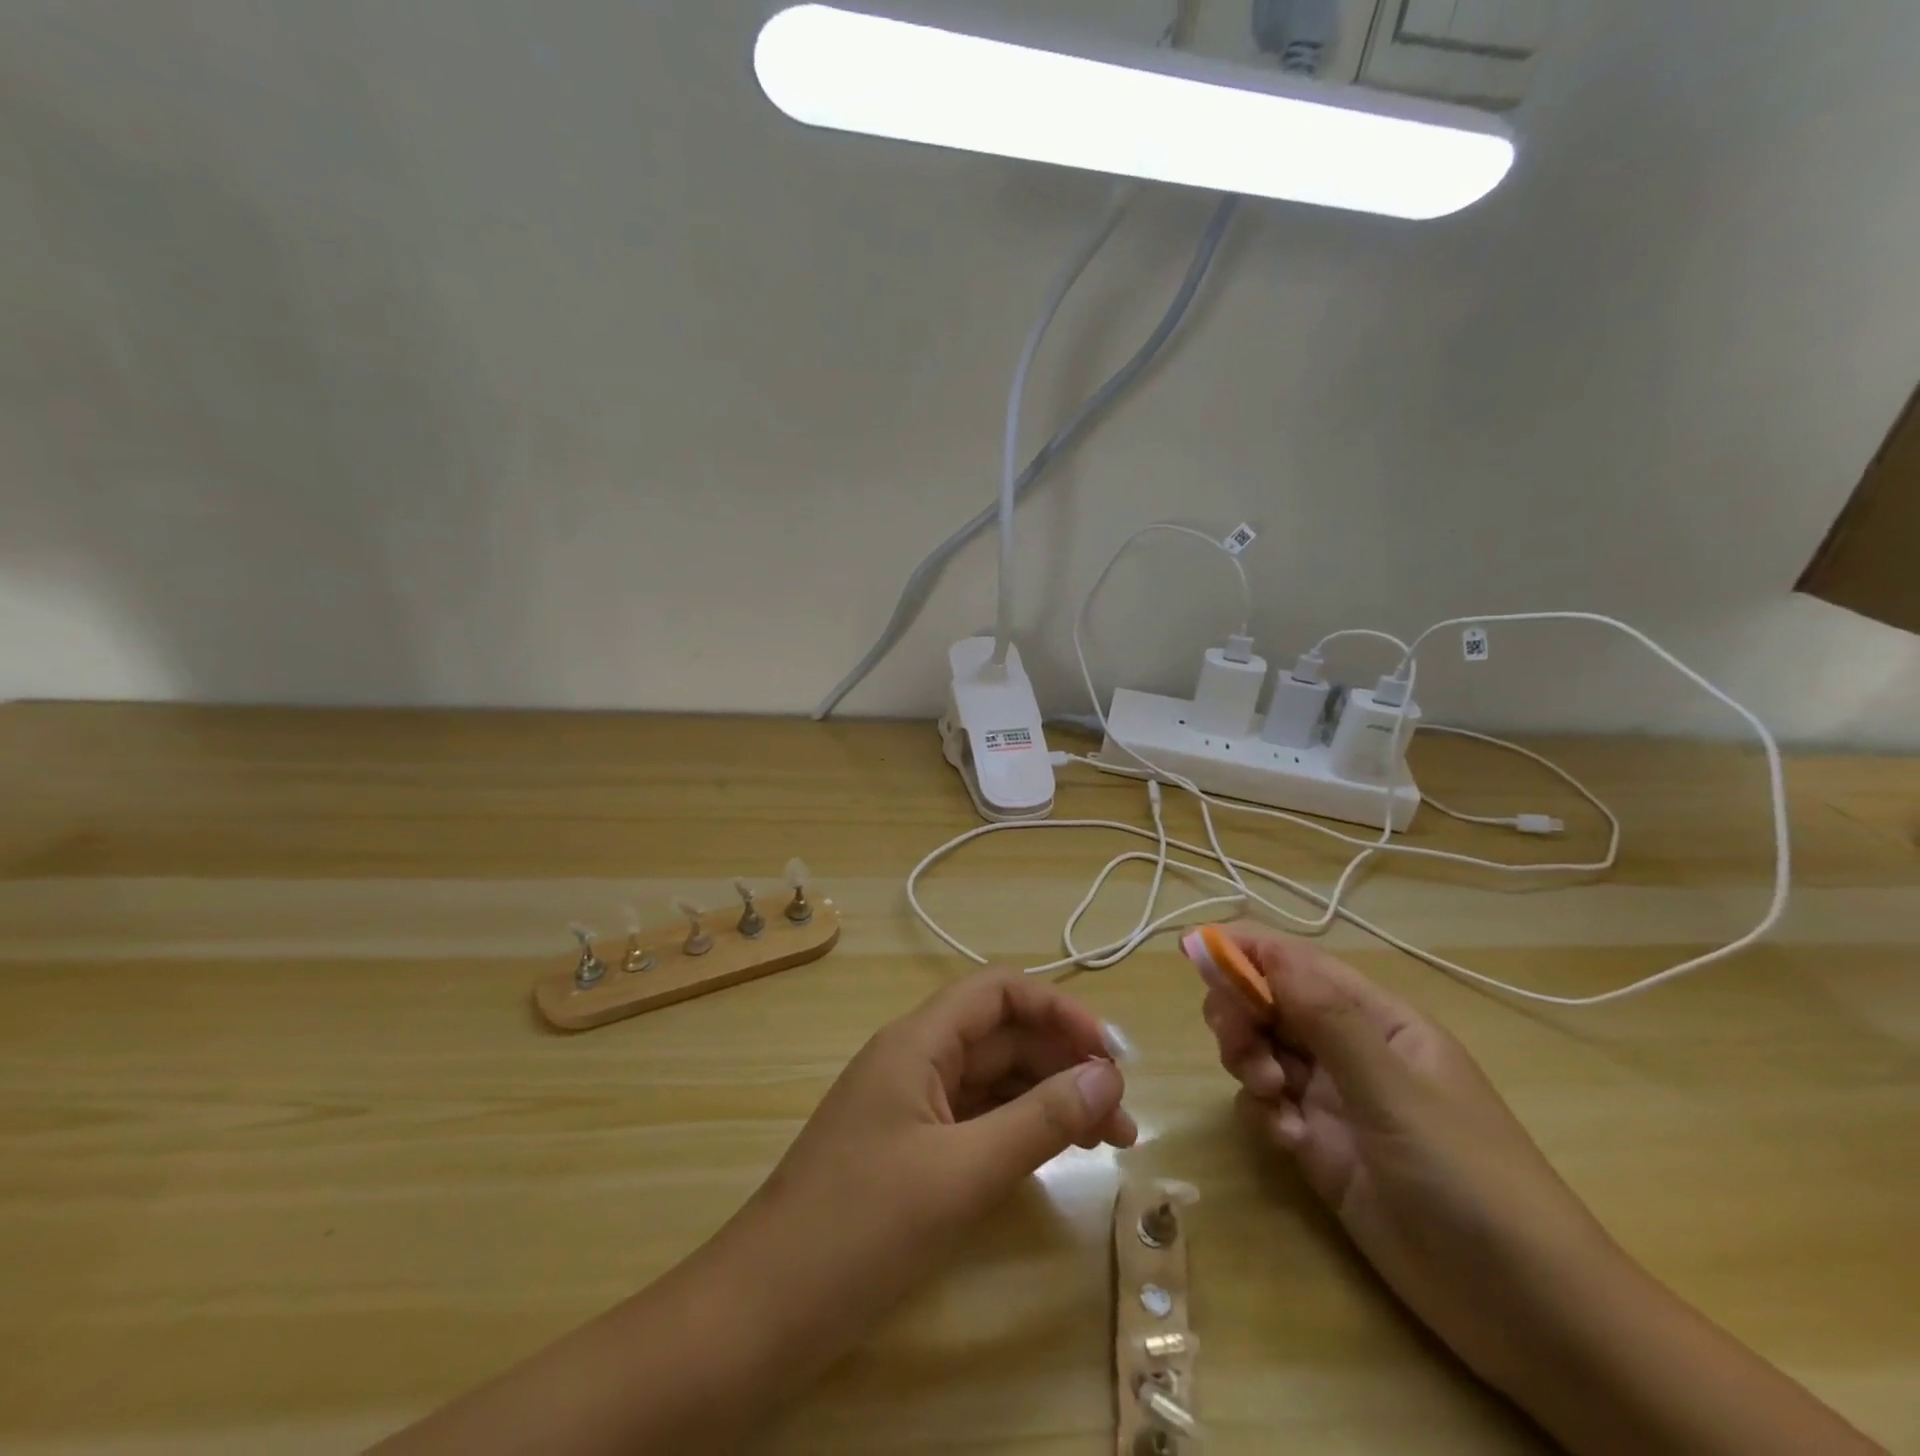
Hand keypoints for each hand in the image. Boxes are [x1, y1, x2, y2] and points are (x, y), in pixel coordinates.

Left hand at [720, 970, 1135, 1362]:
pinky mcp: (908, 1147)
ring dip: (1049, 1099)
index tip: (1110, 1054)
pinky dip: (1017, 1128)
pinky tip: (1053, 1155)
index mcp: (918, 1042)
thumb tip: (1107, 1075)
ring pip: (992, 1079)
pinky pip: (974, 1117)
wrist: (760, 1312)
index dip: (1058, 1008)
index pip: (998, 991)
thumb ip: (1039, 1120)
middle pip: (1001, 1035)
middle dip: (1065, 1063)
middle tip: (1123, 1116)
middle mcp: (914, 1059)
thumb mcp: (962, 1173)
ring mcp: (909, 1104)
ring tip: (1109, 1141)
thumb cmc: (861, 1229)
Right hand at [1197, 928, 1619, 1392]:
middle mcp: (1349, 1049)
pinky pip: (1268, 1108)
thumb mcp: (1394, 1089)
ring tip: (1272, 1099)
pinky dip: (1266, 1116)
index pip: (1297, 963)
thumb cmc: (1469, 1177)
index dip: (1243, 950)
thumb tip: (1260, 947)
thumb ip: (1323, 1017)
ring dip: (1250, 1063)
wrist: (1527, 1311)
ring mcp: (1333, 1099)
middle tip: (1239, 1046)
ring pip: (1261, 1051)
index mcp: (1376, 1019)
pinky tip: (1291, 1145)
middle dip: (1241, 1014)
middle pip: (1269, 1003)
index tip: (1192, 951)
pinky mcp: (1320, 1147)